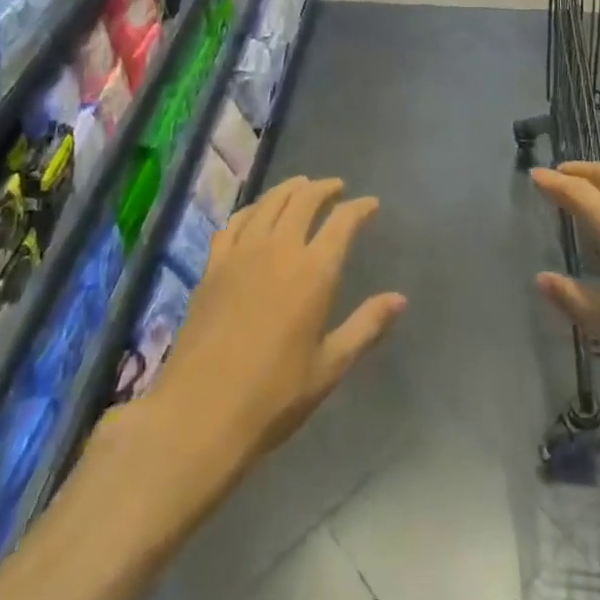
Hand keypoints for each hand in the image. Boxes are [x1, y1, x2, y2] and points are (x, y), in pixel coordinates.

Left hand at [148, 176, 405, 473]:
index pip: (342, 222)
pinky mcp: (213, 265)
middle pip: (304, 200)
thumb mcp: (330, 366)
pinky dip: (253, 209)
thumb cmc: (274, 396)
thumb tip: (400, 298)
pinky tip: (256, 213)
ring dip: (290, 188)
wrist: (200, 413)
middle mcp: (279, 249)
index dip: (359, 208)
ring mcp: (242, 253)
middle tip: (337, 188)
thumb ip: (366, 326)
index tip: (371, 204)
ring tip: (302, 186)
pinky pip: (236, 222)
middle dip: (325, 188)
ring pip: (269, 202)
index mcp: (314, 271)